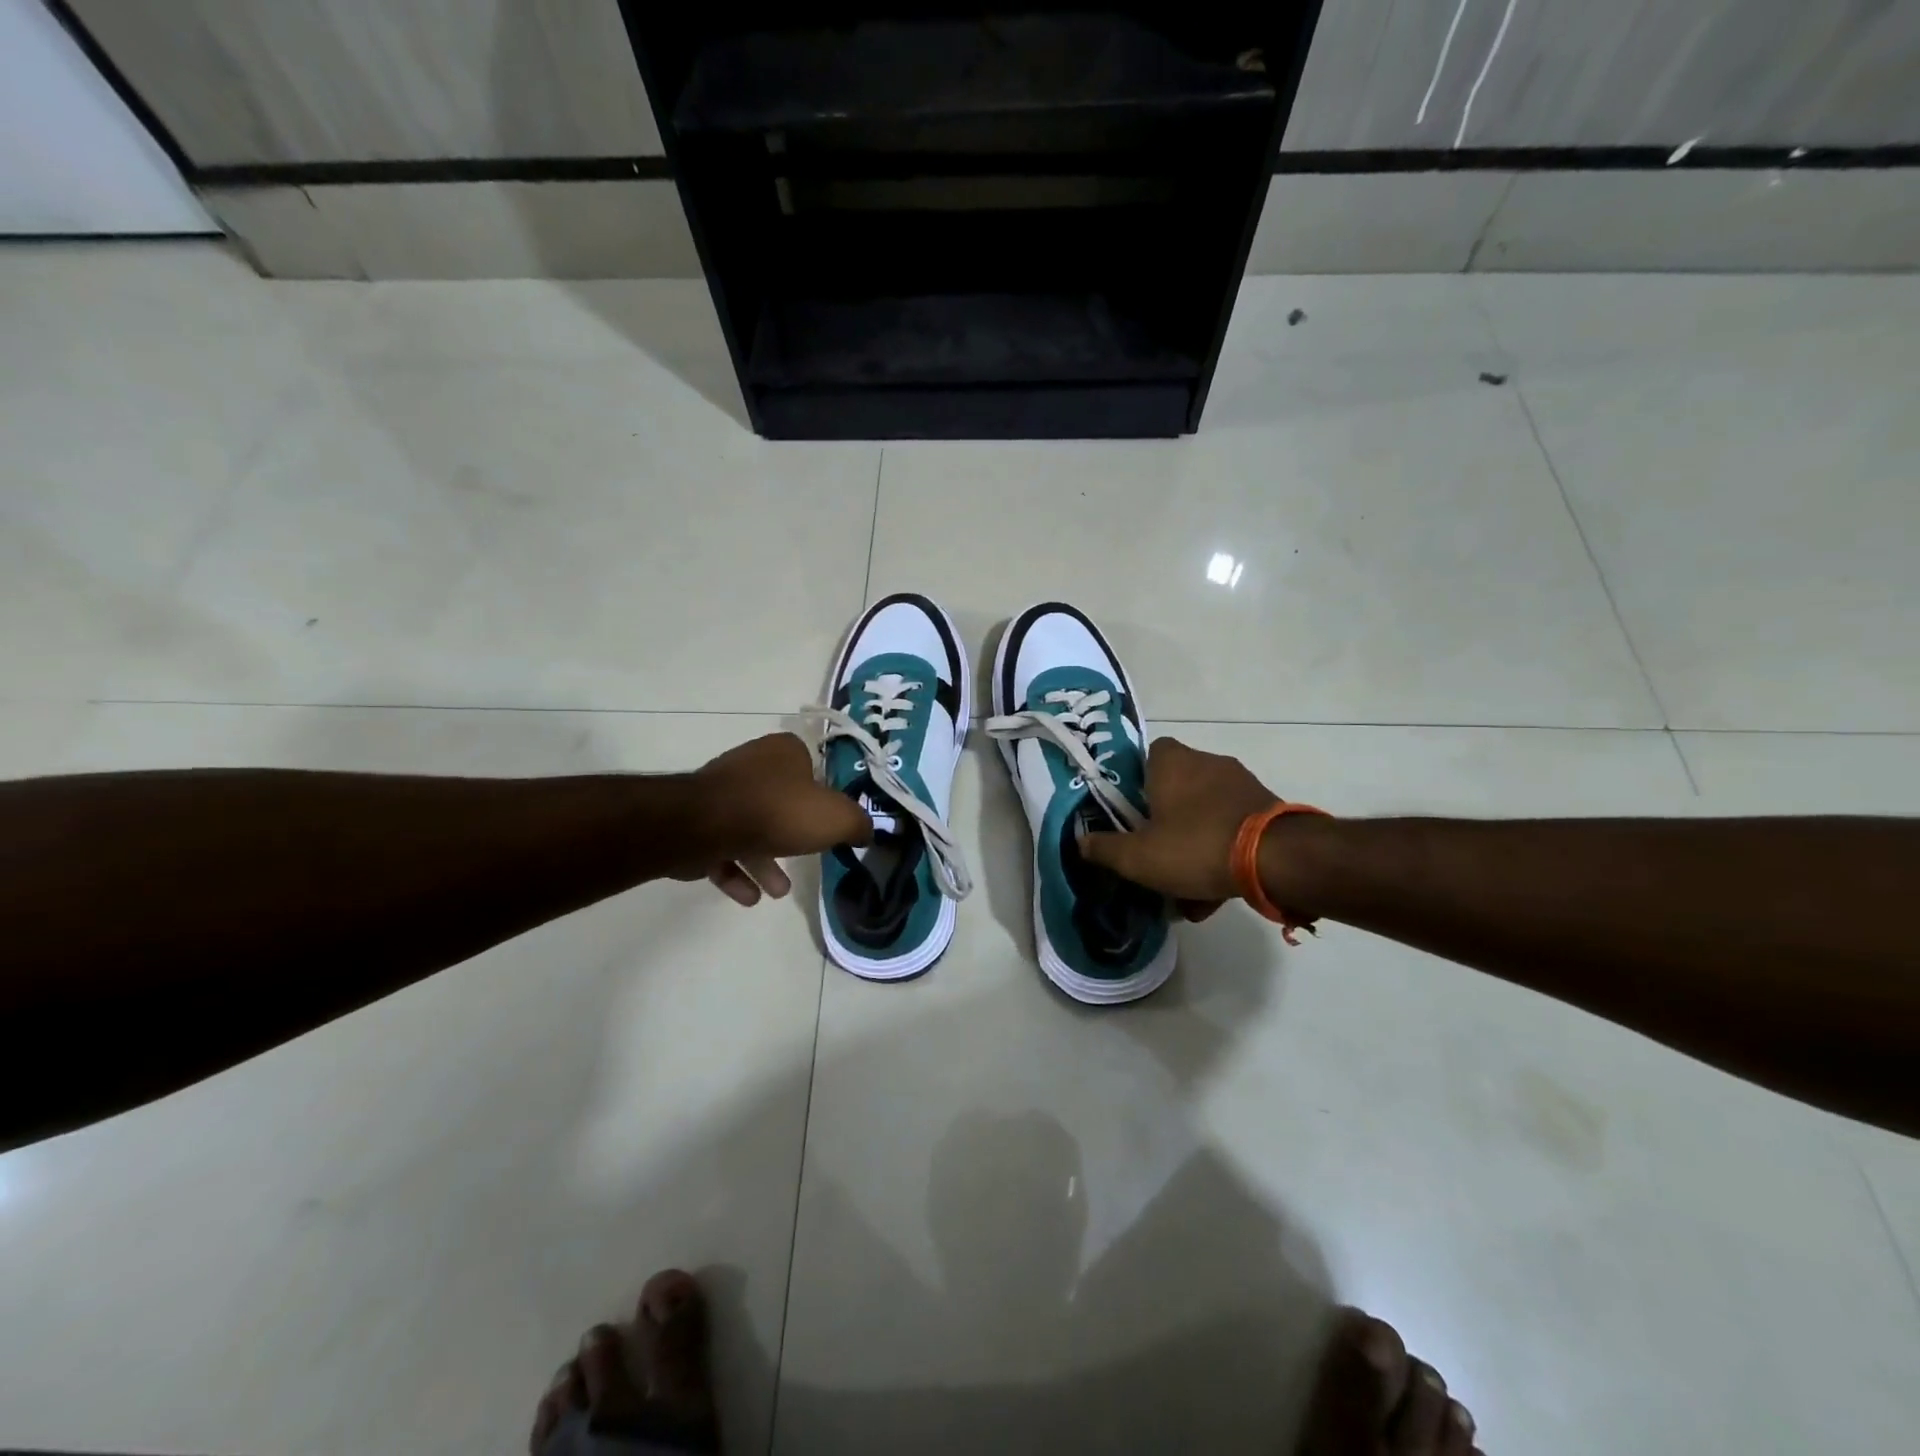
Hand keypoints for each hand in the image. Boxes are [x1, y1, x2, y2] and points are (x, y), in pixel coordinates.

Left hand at [679, 733, 870, 905]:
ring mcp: (720, 793)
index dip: (823, 794)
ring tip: (779, 890)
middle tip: (808, 859)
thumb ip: (857, 824)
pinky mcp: (696, 822)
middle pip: (781, 801)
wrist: (705, 825)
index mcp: (783, 752)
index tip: (830, 822)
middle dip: (794, 835)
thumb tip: (865, 831)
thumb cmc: (778, 811)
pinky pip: (723, 848)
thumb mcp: (836, 817)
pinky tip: (751, 897)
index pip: (811, 767)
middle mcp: (751, 765)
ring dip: (766, 861)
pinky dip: (738, 872)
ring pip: (751, 828)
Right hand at [1079, 737, 1280, 916]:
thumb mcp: (1137, 857)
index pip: (1149, 754)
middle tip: (1155, 854)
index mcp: (1173, 763)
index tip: (1131, 812)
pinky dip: (1221, 853)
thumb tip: (1080, 842)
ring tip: (1185, 888)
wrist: (1276, 860)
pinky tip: (1215, 892)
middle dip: (1165, 821)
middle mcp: (1208, 763)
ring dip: (1193, 844)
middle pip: (1176, 787)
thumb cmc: (1195, 846)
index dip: (1137, 781)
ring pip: (1204, 813)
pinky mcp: (1266, 808)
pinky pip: (1231, 828)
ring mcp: (1241, 784)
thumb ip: (1104, 848)